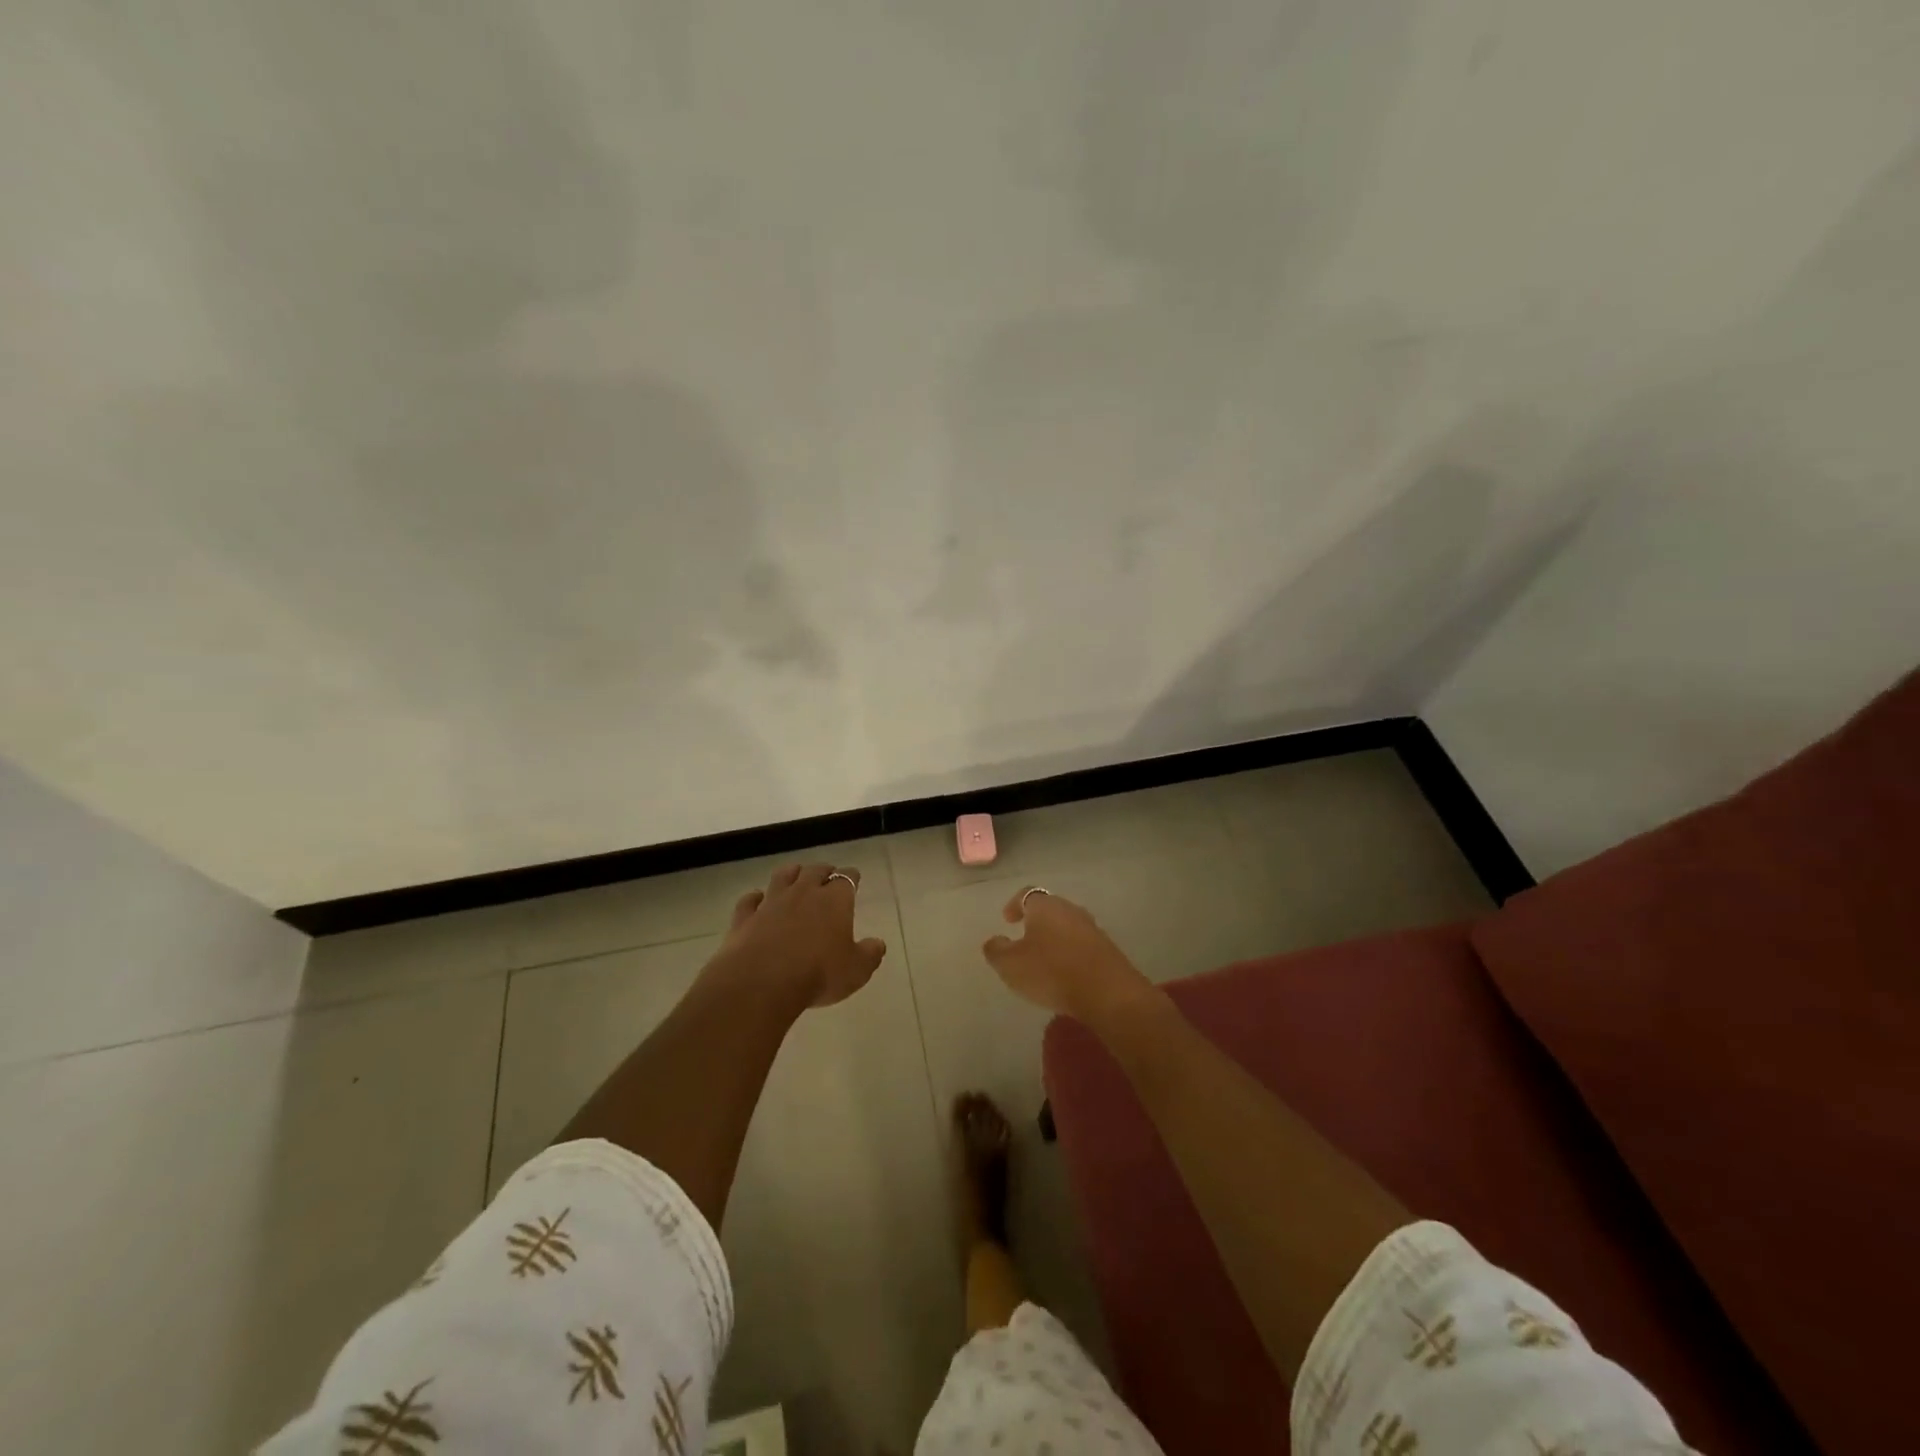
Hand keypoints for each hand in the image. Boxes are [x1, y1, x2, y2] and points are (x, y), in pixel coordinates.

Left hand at [713, 862, 887, 1008]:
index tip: (854, 879)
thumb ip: (869, 954)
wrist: (761, 982)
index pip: (847, 878)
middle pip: (815, 870)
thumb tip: (878, 944)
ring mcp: (771, 902)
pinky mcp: (745, 917)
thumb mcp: (856, 971)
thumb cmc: (817, 973)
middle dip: (823, 871)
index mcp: (834, 900)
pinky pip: (750, 900)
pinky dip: (754, 898)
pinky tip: (756, 900)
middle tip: (827, 876)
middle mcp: (803, 893)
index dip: (851, 877)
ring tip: (795, 876)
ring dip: (791, 874)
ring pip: (783, 876)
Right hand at [982, 888, 1153, 1022]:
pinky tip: (1065, 972)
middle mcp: (1070, 909)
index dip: (1014, 905)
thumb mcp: (1011, 965)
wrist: (1107, 992)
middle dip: (1035, 922)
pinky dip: (1069, 953)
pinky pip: (1081, 944)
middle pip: (1049, 909)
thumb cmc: (1051, 972)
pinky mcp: (1107, 948)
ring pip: (1066, 926)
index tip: (1007, 919)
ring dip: (1054, 938)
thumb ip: (996, 950)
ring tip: (1043, 959)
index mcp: (1045, 906)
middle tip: (1023, 939)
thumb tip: (993, 940)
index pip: (1026, 894)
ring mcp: (1092, 928)